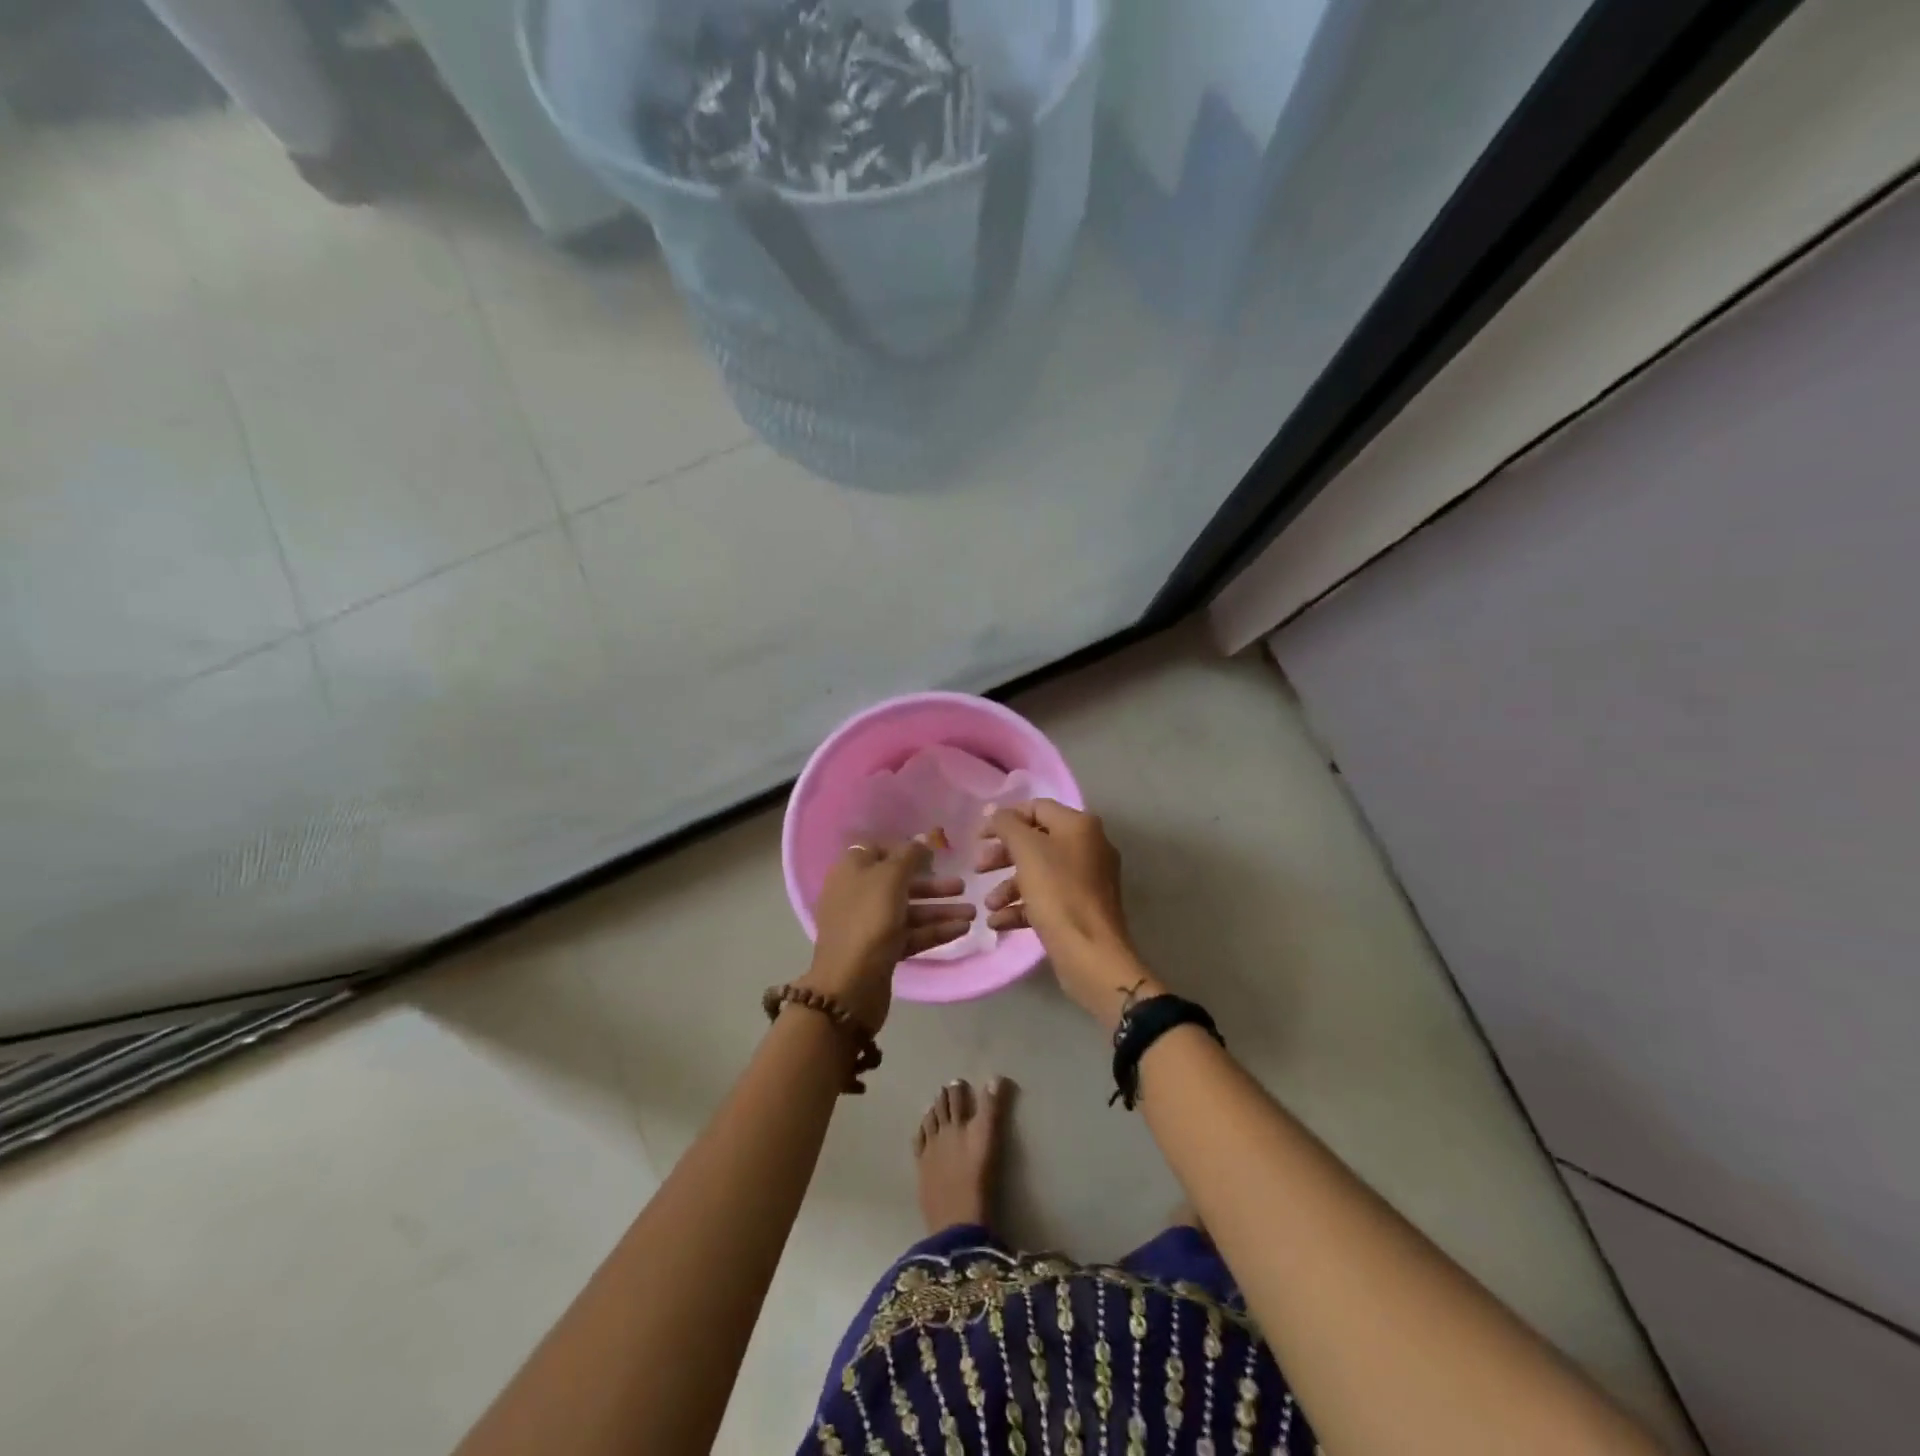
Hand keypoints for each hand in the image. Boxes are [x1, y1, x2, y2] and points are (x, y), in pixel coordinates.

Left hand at [803, 838, 973, 1031]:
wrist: (850, 983)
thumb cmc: (869, 918)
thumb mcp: (890, 877)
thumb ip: (909, 855)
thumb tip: (922, 839)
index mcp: (852, 870)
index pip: (879, 851)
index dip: (906, 851)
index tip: (934, 855)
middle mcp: (857, 894)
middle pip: (899, 883)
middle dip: (933, 885)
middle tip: (963, 886)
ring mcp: (869, 925)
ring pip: (909, 911)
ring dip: (940, 910)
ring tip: (973, 913)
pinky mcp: (881, 951)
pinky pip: (911, 934)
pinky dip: (934, 931)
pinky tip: (962, 929)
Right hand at [979, 800, 1159, 1025]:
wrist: (1091, 953)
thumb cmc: (1058, 893)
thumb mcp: (1027, 851)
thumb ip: (1008, 825)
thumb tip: (997, 812)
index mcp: (1079, 826)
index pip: (1036, 808)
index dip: (1005, 819)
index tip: (979, 837)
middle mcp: (1088, 847)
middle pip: (1036, 841)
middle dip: (1003, 856)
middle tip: (978, 870)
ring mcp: (1087, 880)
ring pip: (1039, 872)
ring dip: (1008, 886)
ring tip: (989, 906)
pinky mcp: (1082, 908)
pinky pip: (1047, 899)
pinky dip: (1022, 907)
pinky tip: (999, 922)